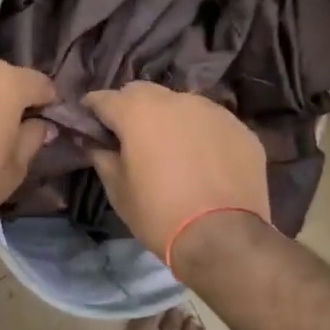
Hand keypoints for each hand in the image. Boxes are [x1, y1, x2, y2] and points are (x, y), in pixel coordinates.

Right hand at [84, 82, 270, 262]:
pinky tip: (202, 161)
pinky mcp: (240, 128)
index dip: (92, 109)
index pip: (104, 98)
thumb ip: (102, 156)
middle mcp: (175, 100)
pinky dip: (200, 134)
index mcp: (137, 112)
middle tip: (130, 136)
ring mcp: (212, 111)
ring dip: (169, 119)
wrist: (223, 237)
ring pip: (181, 104)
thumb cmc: (159, 213)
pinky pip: (210, 123)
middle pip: (143, 92)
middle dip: (131, 108)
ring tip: (170, 149)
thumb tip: (93, 141)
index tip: (89, 123)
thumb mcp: (119, 190)